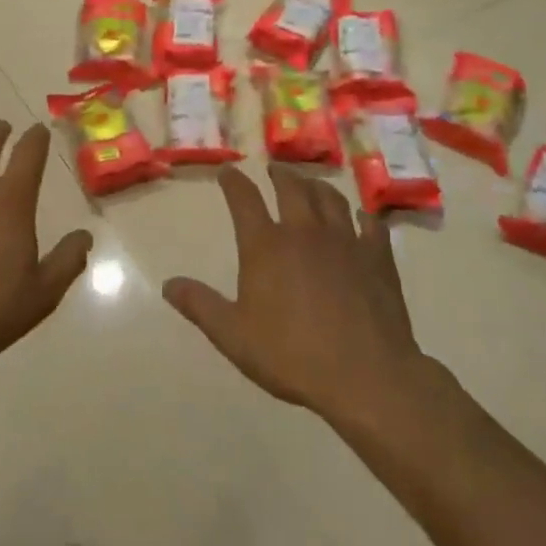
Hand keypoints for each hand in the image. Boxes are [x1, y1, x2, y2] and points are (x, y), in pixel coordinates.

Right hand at [163, 167, 425, 421]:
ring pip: (330, 198)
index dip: (233, 181)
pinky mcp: (377, 258)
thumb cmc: (292, 355)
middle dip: (279, 175)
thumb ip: (200, 306)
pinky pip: (371, 225)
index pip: (244, 199)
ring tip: (311, 184)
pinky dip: (362, 216)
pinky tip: (361, 218)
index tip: (228, 171)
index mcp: (265, 246)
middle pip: (291, 188)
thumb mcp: (233, 336)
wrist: (365, 375)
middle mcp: (304, 232)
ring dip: (316, 185)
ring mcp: (345, 241)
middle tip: (274, 170)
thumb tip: (168, 284)